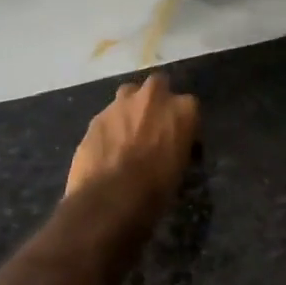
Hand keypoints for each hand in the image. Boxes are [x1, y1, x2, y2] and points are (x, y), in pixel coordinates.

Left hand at [66, 74, 199, 207]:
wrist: (109, 199)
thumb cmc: (156, 189)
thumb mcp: (180, 170)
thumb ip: (177, 147)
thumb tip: (171, 150)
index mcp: (183, 109)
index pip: (189, 107)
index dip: (183, 123)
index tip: (180, 140)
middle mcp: (153, 97)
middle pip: (158, 85)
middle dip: (156, 101)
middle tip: (153, 126)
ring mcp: (121, 103)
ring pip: (129, 94)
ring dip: (132, 108)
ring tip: (129, 134)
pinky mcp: (96, 117)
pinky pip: (108, 116)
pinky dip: (111, 127)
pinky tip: (108, 148)